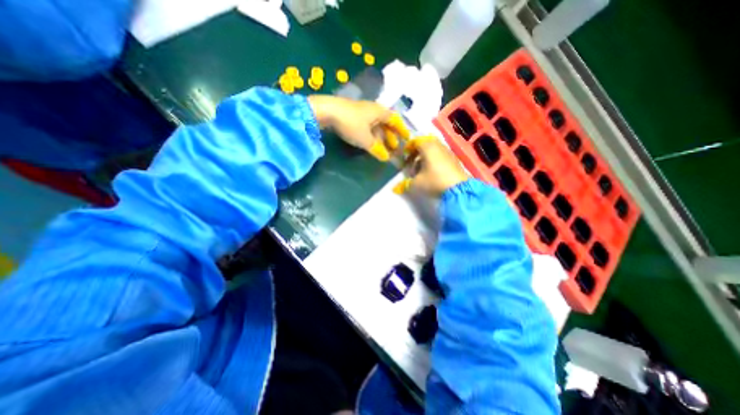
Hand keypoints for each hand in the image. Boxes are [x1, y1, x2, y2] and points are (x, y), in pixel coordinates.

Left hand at [307, 94, 410, 160]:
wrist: (327, 111)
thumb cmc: (351, 124)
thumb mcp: (366, 140)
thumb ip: (377, 149)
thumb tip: (386, 158)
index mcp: (380, 112)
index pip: (395, 121)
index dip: (402, 130)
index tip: (407, 139)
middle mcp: (373, 109)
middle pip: (386, 123)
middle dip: (391, 136)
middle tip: (394, 148)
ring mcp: (362, 111)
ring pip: (376, 125)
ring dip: (380, 137)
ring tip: (382, 148)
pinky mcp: (352, 115)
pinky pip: (367, 126)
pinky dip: (371, 135)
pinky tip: (370, 142)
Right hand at [393, 136, 466, 196]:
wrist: (459, 189)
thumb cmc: (434, 181)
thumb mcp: (417, 183)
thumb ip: (406, 183)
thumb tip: (397, 187)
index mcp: (428, 147)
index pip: (416, 141)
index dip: (408, 147)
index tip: (405, 156)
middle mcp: (438, 146)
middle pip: (425, 143)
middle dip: (417, 151)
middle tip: (412, 161)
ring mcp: (448, 151)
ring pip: (434, 149)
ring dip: (426, 156)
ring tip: (421, 168)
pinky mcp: (454, 159)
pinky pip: (441, 154)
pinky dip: (434, 159)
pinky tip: (432, 171)